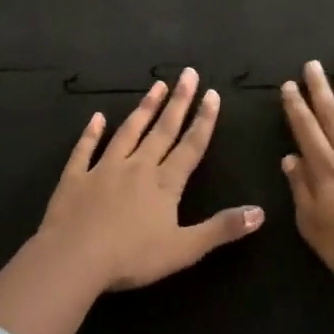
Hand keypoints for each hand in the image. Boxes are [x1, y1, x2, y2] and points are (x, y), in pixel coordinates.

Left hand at [32, 68, 263, 290]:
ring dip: (144, 108)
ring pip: (128, 132)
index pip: (190, 146)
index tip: (212, 94)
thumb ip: (221, 229)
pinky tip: (97, 118)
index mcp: (165, 183)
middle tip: (188, 73)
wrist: (73, 259)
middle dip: (179, 101)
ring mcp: (104, 169)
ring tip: (156, 86)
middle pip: (163, 130)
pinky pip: (84, 150)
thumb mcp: (184, 249)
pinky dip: (91, 132)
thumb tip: (260, 212)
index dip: (204, 120)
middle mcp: (138, 167)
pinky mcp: (75, 178)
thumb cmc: (132, 257)